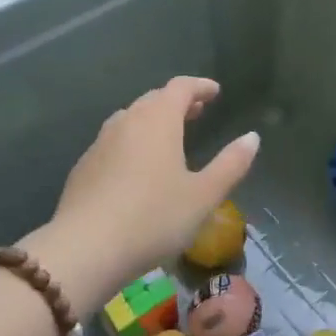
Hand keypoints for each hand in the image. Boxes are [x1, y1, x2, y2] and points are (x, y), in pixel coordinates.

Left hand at [35, 77, 258, 306]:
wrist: (85, 249)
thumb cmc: (153, 218)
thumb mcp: (203, 195)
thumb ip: (231, 164)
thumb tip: (252, 138)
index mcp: (158, 119)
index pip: (181, 87)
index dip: (200, 86)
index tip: (215, 91)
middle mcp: (127, 121)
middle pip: (154, 99)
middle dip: (177, 102)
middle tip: (197, 112)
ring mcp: (100, 143)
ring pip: (131, 119)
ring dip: (152, 121)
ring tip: (169, 137)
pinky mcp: (83, 167)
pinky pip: (114, 142)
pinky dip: (132, 142)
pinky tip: (137, 168)